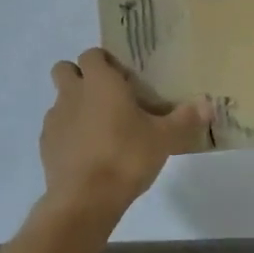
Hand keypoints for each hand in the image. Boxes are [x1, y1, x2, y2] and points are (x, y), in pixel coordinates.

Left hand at [38, 49, 210, 220]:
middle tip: (106, 98)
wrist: (85, 199)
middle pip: (65, 69)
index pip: (92, 54)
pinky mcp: (45, 146)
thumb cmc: (126, 157)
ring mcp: (54, 119)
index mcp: (100, 82)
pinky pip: (56, 130)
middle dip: (80, 77)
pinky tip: (88, 155)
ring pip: (60, 101)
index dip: (105, 62)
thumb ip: (185, 119)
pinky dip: (68, 136)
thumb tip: (208, 104)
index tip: (123, 78)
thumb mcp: (164, 139)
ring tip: (100, 131)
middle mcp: (72, 93)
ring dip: (75, 108)